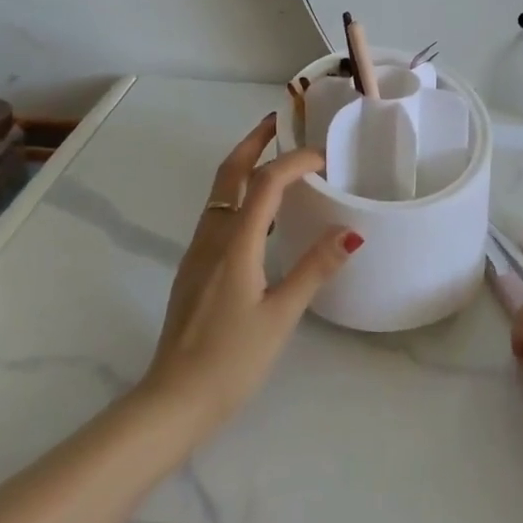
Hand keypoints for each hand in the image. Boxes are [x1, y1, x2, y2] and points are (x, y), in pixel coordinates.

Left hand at [139, 113, 362, 435]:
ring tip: (274, 159)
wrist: (173, 400)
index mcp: (235, 244)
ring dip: (244, 167)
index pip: (265, 183)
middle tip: (277, 122)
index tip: (323, 156)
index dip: (294, 161)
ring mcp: (197, 252)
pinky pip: (217, 215)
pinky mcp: (194, 269)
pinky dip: (239, 196)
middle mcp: (211, 237)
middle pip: (229, 174)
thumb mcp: (281, 316)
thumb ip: (315, 269)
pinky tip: (259, 216)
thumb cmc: (231, 361)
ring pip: (220, 193)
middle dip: (252, 142)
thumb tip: (350, 231)